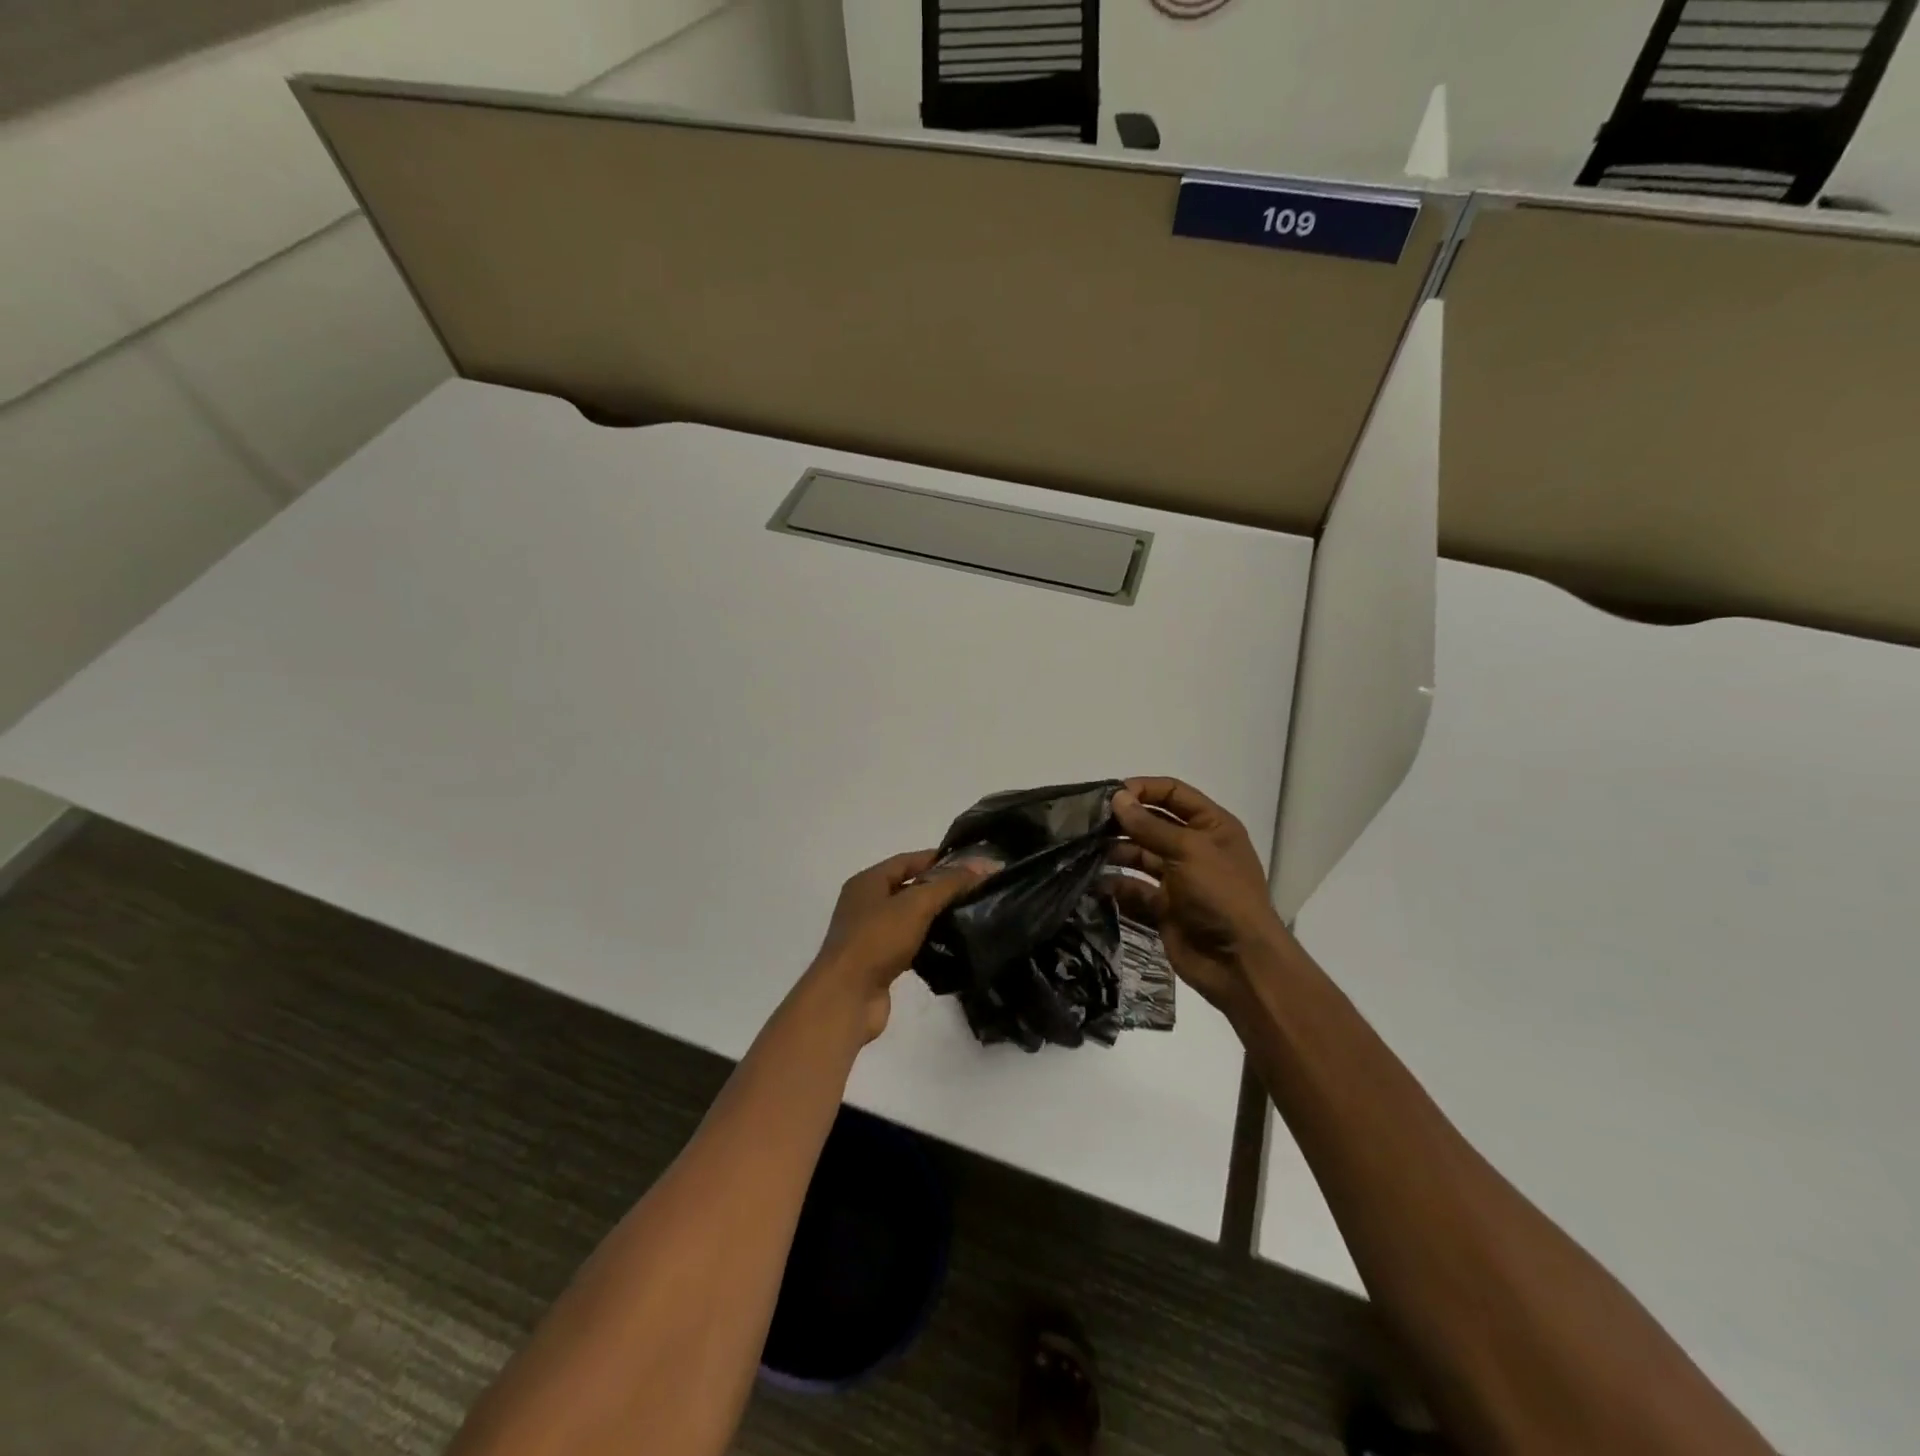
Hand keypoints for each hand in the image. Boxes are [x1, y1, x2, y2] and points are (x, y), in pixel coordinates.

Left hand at [807, 849, 989, 1042]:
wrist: (846, 998)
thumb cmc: (877, 940)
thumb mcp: (916, 904)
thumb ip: (949, 884)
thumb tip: (984, 864)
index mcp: (867, 882)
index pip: (908, 860)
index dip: (939, 860)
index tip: (972, 864)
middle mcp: (865, 904)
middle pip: (908, 888)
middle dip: (940, 888)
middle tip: (976, 890)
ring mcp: (870, 935)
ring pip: (909, 918)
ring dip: (934, 917)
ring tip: (970, 916)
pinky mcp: (878, 963)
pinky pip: (908, 944)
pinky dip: (927, 943)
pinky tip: (951, 946)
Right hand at [1106, 776, 1295, 1015]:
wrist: (1239, 963)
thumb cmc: (1221, 895)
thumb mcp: (1188, 851)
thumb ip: (1149, 825)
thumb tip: (1117, 798)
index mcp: (1211, 826)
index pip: (1173, 794)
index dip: (1143, 789)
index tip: (1111, 795)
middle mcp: (1194, 848)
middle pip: (1153, 824)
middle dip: (1123, 821)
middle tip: (1088, 823)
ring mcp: (1178, 879)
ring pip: (1140, 856)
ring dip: (1115, 852)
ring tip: (1086, 850)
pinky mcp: (1164, 908)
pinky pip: (1134, 889)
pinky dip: (1116, 885)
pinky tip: (1094, 882)